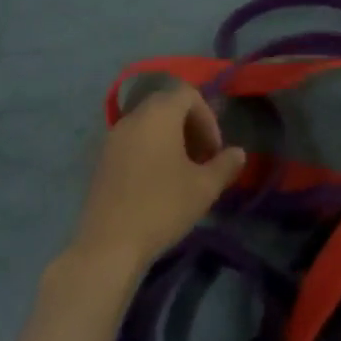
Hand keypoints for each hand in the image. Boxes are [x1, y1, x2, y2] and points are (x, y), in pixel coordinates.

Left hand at [67, 84, 245, 279]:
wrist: (108, 245)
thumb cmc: (162, 207)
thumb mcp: (204, 188)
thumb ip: (225, 165)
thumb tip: (239, 153)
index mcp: (159, 113)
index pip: (188, 95)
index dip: (208, 118)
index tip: (214, 151)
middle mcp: (133, 117)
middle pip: (167, 106)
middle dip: (190, 128)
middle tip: (202, 159)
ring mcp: (113, 138)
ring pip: (149, 125)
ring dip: (170, 140)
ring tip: (182, 173)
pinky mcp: (101, 160)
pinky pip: (132, 142)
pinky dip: (150, 151)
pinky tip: (157, 184)